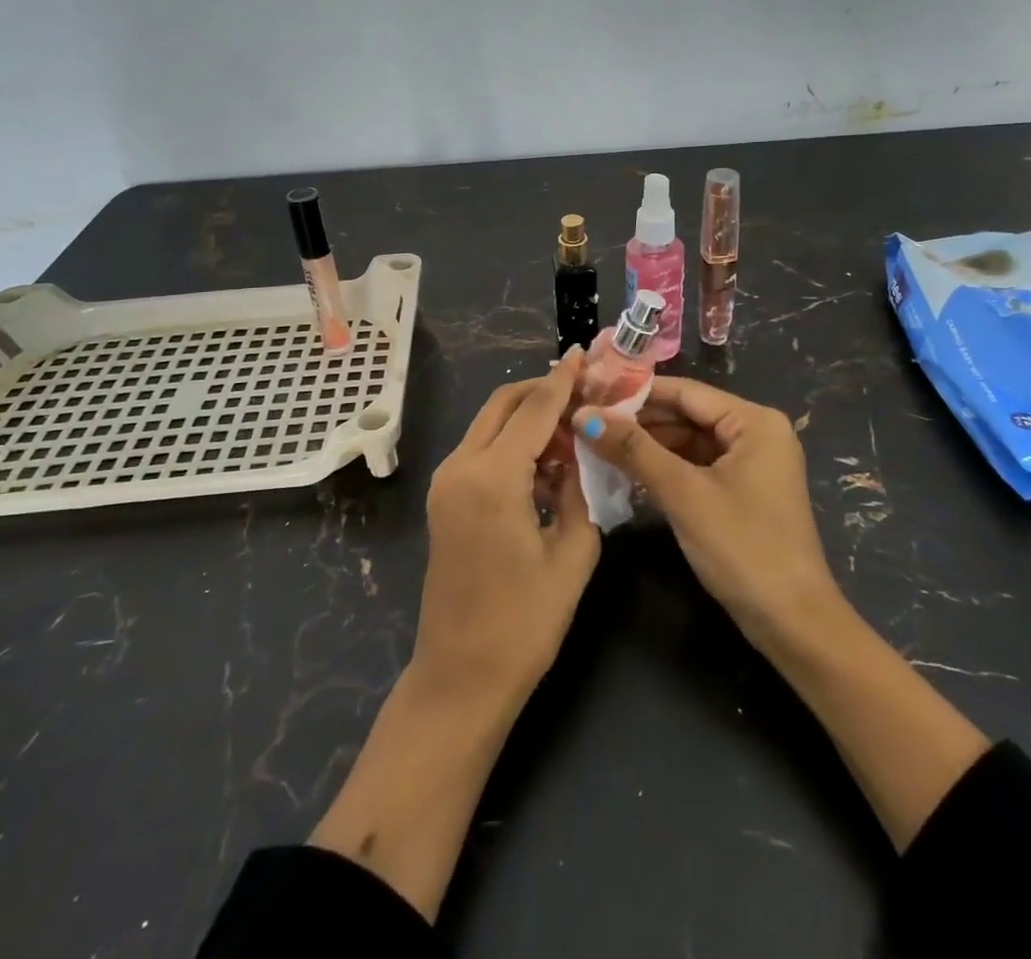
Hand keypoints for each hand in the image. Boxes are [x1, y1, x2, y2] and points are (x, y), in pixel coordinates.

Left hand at [412, 348, 601, 712]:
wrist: (460, 677)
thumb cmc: (525, 623)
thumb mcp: (573, 552)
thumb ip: (579, 490)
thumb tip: (577, 454)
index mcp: (493, 477)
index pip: (535, 409)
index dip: (563, 379)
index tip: (586, 353)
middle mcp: (461, 467)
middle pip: (504, 404)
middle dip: (543, 389)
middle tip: (585, 389)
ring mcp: (445, 482)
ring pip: (490, 424)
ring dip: (528, 417)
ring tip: (574, 429)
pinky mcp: (443, 499)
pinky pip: (482, 451)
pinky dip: (512, 443)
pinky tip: (546, 461)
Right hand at [576, 378, 840, 650]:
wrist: (793, 623)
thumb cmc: (743, 547)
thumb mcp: (684, 493)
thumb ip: (633, 450)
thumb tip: (584, 415)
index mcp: (754, 421)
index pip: (685, 391)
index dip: (635, 392)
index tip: (590, 392)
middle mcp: (757, 432)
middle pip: (687, 415)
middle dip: (638, 421)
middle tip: (586, 421)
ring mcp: (751, 463)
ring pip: (689, 442)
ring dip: (647, 446)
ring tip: (596, 443)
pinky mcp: (742, 491)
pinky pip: (697, 466)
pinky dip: (665, 468)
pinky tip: (626, 471)